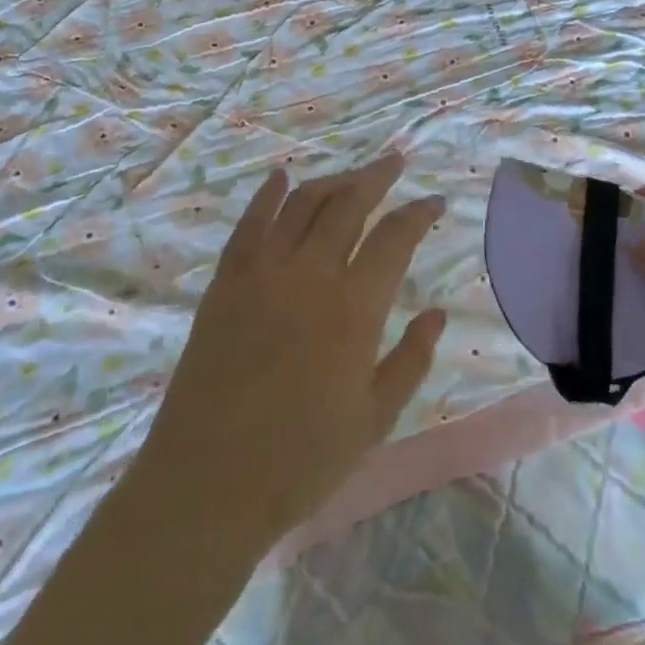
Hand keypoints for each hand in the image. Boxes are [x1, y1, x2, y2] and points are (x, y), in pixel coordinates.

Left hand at [137, 153, 446, 548]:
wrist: (207, 483)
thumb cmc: (301, 460)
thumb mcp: (375, 419)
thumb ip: (411, 359)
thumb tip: (437, 313)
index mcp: (354, 308)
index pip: (395, 239)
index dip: (419, 214)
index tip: (436, 202)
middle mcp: (309, 274)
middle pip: (348, 205)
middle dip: (376, 177)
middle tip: (395, 161)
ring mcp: (262, 273)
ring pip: (302, 204)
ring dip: (331, 181)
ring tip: (352, 174)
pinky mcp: (225, 283)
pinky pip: (250, 224)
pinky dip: (268, 195)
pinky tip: (281, 177)